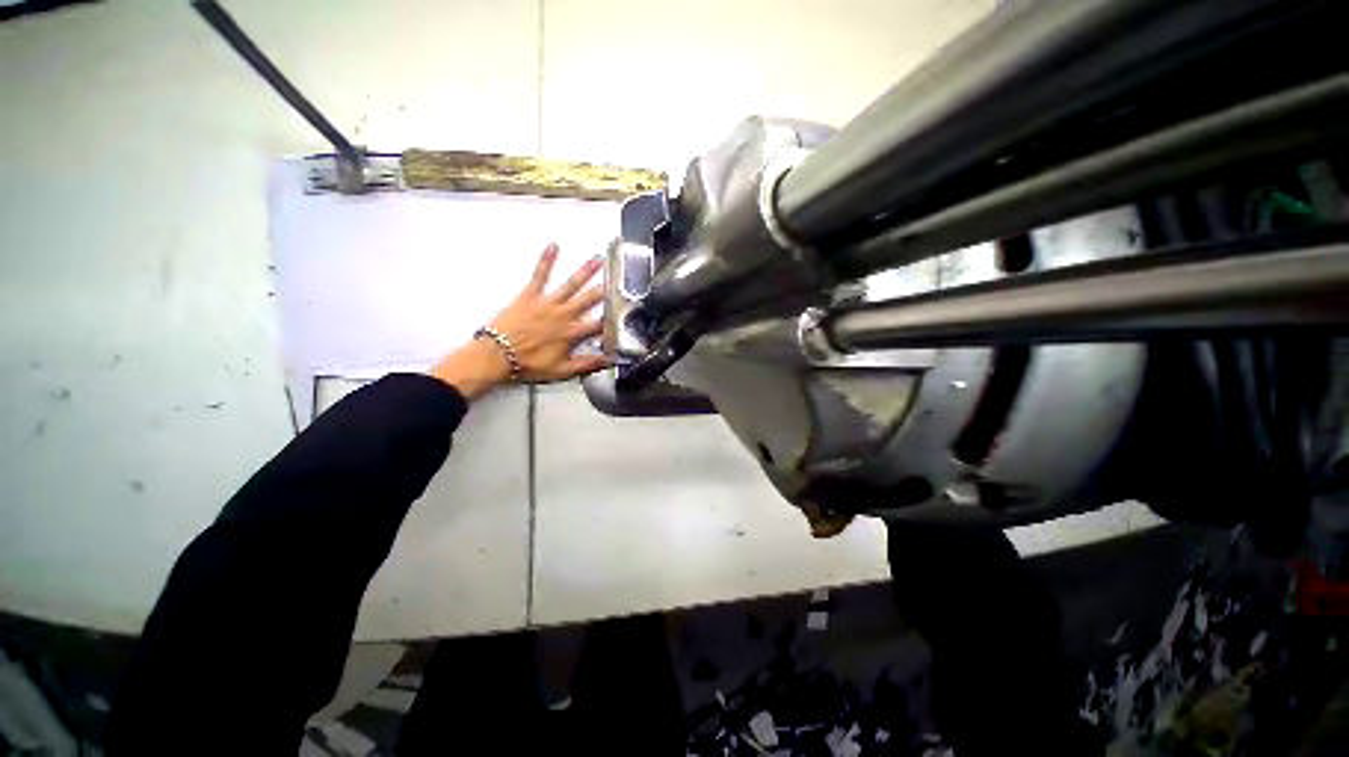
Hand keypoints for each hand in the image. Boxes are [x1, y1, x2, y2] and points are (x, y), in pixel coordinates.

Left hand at [430, 244, 608, 399]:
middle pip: (590, 299)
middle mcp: (563, 315)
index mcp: (571, 333)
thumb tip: (608, 360)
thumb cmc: (528, 365)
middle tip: (617, 279)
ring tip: (597, 259)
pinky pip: (540, 274)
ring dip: (585, 271)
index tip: (622, 314)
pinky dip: (546, 260)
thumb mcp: (562, 371)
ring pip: (571, 284)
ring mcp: (547, 303)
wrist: (497, 356)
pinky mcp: (530, 295)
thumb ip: (587, 364)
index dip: (612, 320)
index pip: (599, 325)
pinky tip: (553, 247)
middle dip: (605, 289)